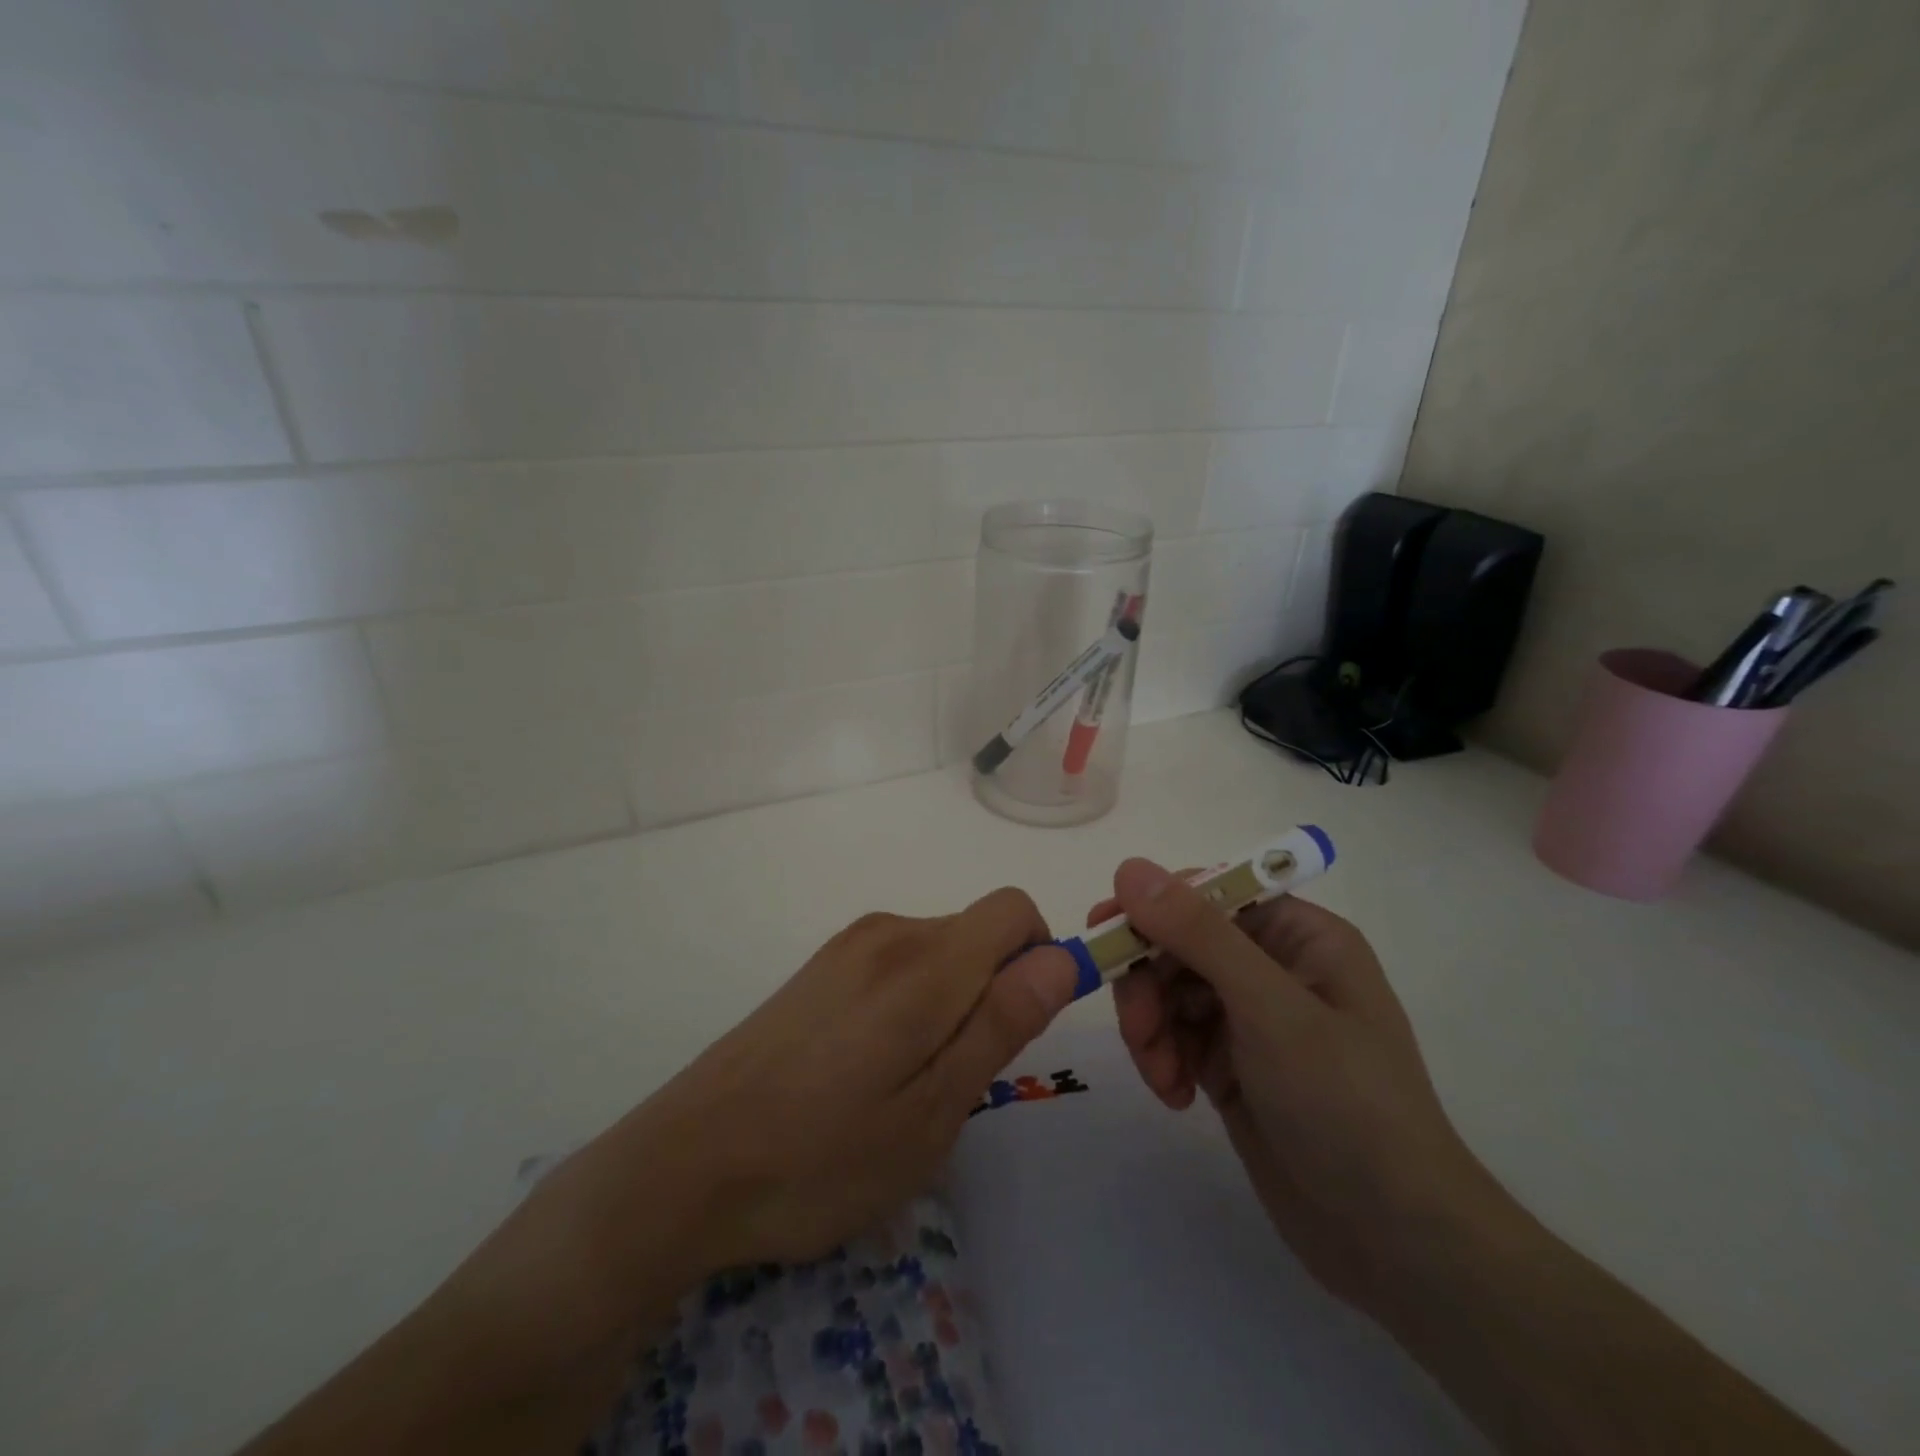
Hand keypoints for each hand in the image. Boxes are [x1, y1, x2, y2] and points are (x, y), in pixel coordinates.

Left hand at [592, 890, 1080, 1280]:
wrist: (685, 1165)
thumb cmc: (823, 1155)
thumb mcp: (934, 1110)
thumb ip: (1002, 1023)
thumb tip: (1062, 957)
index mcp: (925, 961)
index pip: (1015, 910)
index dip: (1039, 957)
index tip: (1020, 1026)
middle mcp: (887, 932)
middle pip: (977, 933)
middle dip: (992, 992)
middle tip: (953, 1081)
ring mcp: (847, 947)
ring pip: (938, 953)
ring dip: (949, 1004)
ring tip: (903, 1086)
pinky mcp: (819, 968)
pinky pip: (896, 965)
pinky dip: (909, 1004)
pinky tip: (863, 1071)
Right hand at [1092, 859, 1504, 1314]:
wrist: (1394, 1241)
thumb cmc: (1345, 1104)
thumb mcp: (1270, 1009)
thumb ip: (1198, 934)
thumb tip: (1129, 867)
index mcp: (1298, 935)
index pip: (1208, 893)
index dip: (1155, 906)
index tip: (1107, 933)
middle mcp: (1272, 966)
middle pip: (1179, 943)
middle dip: (1149, 984)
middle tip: (1138, 1029)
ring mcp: (1249, 1017)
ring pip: (1167, 990)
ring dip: (1151, 1028)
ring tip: (1161, 1077)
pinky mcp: (1230, 1063)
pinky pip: (1174, 1035)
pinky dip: (1162, 1059)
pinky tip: (1175, 1096)